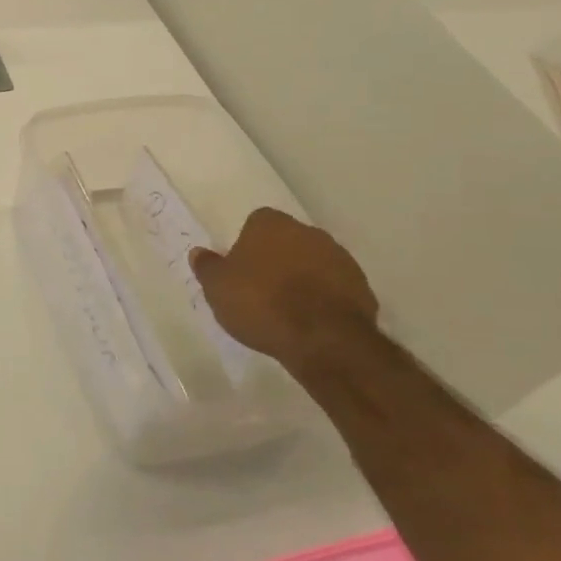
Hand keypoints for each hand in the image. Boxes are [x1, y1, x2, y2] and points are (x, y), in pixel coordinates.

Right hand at [191, 207, 378, 366]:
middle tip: (261, 288)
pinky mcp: (362, 286)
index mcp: (271, 224)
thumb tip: (198, 252)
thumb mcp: (217, 288)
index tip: (241, 268)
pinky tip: (311, 320)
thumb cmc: (261, 303)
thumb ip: (207, 267)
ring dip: (302, 277)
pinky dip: (324, 297)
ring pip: (313, 262)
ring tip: (287, 309)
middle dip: (277, 258)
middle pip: (287, 240)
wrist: (323, 338)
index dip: (247, 244)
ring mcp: (340, 258)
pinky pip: (335, 286)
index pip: (256, 222)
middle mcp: (308, 232)